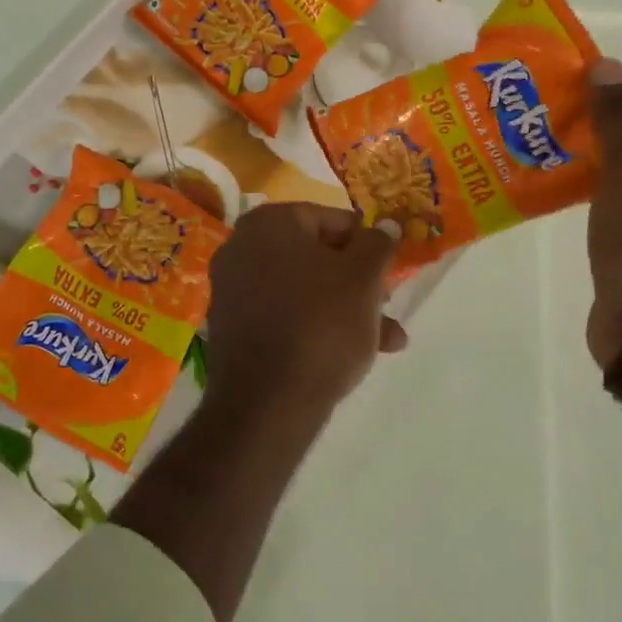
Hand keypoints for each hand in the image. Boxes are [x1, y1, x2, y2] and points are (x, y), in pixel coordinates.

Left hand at [205, 203, 406, 415]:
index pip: (330, 218)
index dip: (366, 243)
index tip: (388, 269)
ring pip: (304, 290)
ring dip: (347, 310)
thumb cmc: (321, 323)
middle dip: (359, 282)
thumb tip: (385, 226)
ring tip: (388, 340)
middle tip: (388, 305)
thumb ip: (379, 244)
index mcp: (268, 223)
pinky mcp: (233, 329)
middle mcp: (241, 248)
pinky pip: (284, 316)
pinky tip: (353, 356)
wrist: (268, 403)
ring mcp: (232, 290)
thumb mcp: (364, 278)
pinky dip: (316, 327)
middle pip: (316, 256)